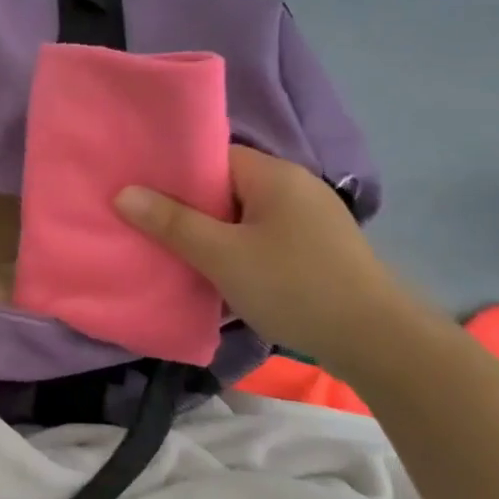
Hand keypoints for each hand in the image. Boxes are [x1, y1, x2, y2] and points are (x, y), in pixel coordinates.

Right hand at [115, 145, 425, 368]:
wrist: (375, 341)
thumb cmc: (293, 286)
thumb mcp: (222, 255)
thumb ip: (171, 222)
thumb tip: (123, 193)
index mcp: (273, 174)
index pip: (212, 156)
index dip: (174, 173)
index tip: (140, 192)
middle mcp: (294, 186)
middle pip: (225, 186)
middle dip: (188, 207)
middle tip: (147, 226)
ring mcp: (309, 218)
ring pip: (242, 216)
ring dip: (211, 233)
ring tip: (174, 251)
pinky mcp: (316, 249)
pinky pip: (261, 237)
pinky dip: (236, 249)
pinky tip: (217, 272)